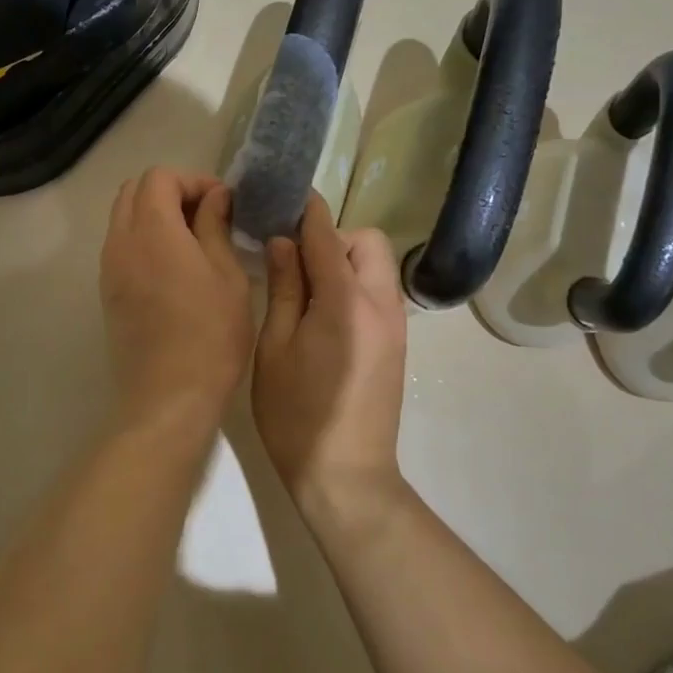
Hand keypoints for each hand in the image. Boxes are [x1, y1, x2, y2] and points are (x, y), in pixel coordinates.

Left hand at [100, 168, 253, 432]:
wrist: (169, 396)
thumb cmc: (211, 334)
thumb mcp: (227, 275)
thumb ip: (216, 226)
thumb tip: (214, 196)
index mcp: (152, 230)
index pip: (159, 177)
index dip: (193, 180)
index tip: (223, 203)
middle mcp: (121, 241)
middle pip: (134, 191)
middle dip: (170, 192)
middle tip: (207, 215)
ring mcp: (109, 268)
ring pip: (123, 218)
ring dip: (155, 215)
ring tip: (193, 240)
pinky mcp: (108, 292)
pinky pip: (121, 246)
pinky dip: (144, 240)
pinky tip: (175, 266)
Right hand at [252, 196, 408, 514]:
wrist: (347, 475)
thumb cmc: (296, 415)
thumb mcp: (274, 349)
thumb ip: (284, 289)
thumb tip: (282, 243)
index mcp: (345, 302)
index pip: (327, 236)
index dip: (306, 212)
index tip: (284, 197)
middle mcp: (381, 304)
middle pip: (366, 242)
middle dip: (332, 238)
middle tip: (294, 264)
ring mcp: (396, 325)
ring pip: (377, 265)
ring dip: (345, 262)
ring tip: (306, 289)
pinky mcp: (398, 343)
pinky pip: (379, 292)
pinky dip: (355, 285)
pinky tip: (325, 314)